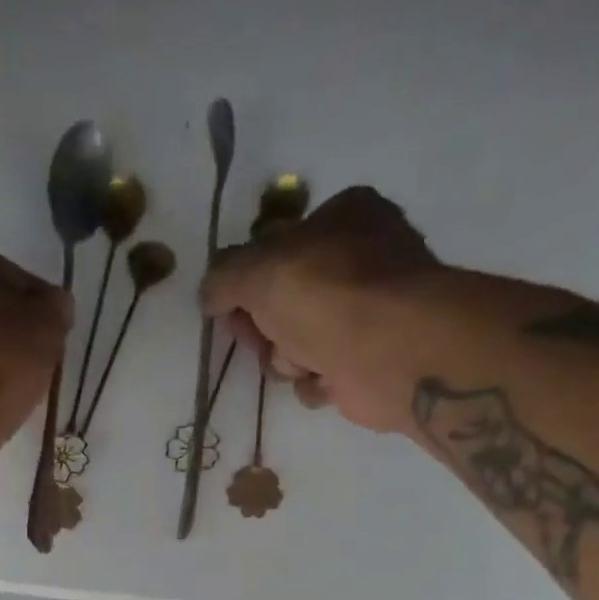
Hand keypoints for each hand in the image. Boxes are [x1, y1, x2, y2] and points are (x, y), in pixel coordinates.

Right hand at [199, 187, 439, 434]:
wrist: (389, 352)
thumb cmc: (327, 295)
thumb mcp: (258, 271)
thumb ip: (224, 277)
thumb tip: (208, 293)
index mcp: (343, 217)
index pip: (277, 248)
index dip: (246, 283)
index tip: (230, 310)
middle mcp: (359, 260)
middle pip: (283, 302)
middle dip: (266, 329)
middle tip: (262, 340)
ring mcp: (367, 313)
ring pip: (299, 343)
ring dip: (289, 359)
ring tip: (303, 362)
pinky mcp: (368, 360)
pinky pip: (322, 376)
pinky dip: (317, 382)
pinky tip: (327, 380)